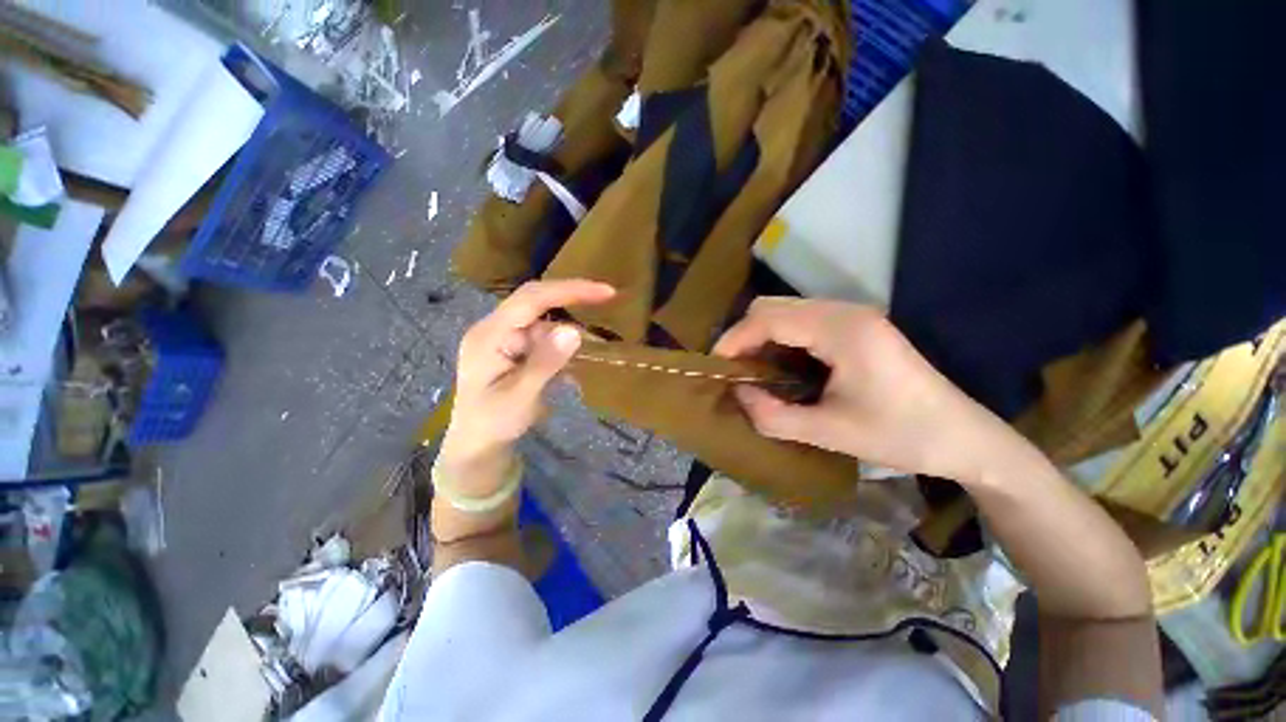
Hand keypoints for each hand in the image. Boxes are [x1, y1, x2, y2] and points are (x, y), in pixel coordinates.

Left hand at [439, 280, 614, 485]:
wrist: (477, 445)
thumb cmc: (492, 424)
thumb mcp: (519, 397)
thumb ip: (545, 363)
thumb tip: (575, 331)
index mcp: (489, 335)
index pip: (531, 299)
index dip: (569, 290)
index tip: (606, 292)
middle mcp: (496, 329)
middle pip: (537, 302)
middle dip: (573, 300)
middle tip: (608, 299)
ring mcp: (505, 338)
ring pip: (544, 322)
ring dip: (569, 333)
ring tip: (590, 351)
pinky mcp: (514, 349)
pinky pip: (544, 339)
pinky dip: (562, 347)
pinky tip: (572, 366)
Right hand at [714, 298, 1014, 482]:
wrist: (964, 438)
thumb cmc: (901, 436)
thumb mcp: (829, 433)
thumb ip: (773, 415)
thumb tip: (738, 392)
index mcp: (842, 330)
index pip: (768, 318)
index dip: (734, 339)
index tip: (716, 366)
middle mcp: (844, 311)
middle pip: (772, 305)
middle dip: (743, 335)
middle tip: (734, 370)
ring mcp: (852, 315)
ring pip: (785, 310)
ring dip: (760, 336)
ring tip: (752, 370)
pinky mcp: (855, 325)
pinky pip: (801, 320)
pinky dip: (779, 337)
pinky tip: (780, 365)